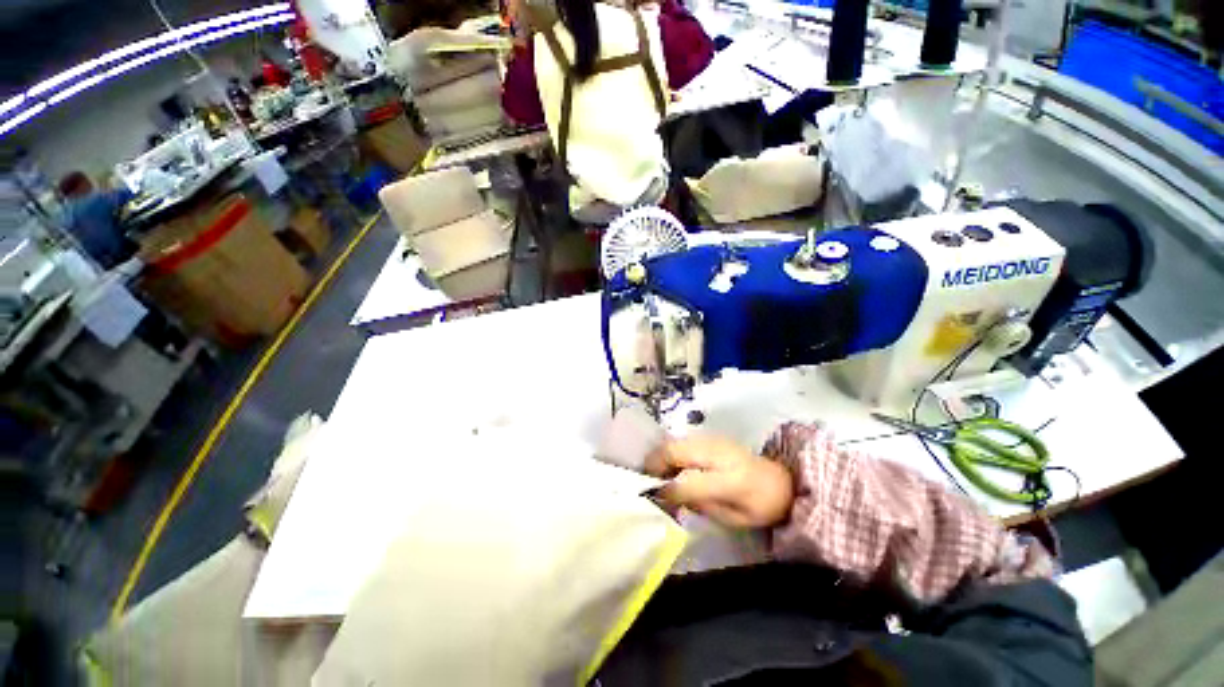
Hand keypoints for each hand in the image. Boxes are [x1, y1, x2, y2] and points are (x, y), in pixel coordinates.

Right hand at [646, 434, 793, 528]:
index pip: (689, 482)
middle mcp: (718, 452)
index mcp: (731, 480)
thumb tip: (668, 495)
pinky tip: (671, 467)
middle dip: (654, 465)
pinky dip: (669, 452)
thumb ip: (701, 505)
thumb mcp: (734, 519)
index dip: (667, 489)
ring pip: (673, 442)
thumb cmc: (759, 504)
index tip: (654, 497)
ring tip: (657, 475)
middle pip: (674, 451)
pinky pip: (680, 441)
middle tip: (647, 482)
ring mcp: (712, 439)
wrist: (778, 478)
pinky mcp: (709, 436)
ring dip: (660, 457)